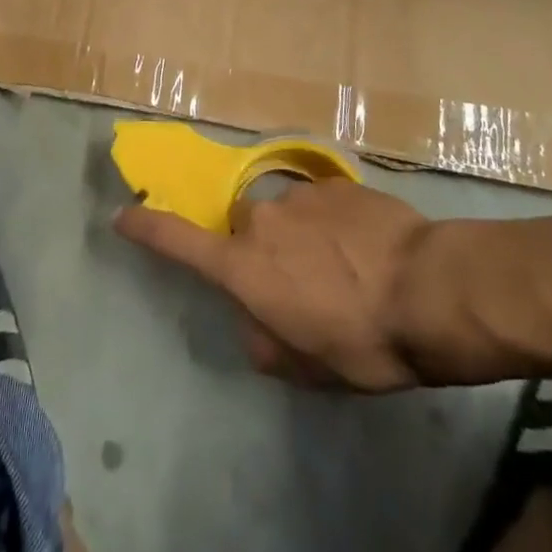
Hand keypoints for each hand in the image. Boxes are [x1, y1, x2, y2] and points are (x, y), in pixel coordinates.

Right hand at [115, 179, 432, 391]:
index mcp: (244, 266)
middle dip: (263, 256)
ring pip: (285, 218)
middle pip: (245, 233)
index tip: (122, 215)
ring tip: (346, 272)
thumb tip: (254, 321)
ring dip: (302, 240)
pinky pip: (320, 206)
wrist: (429, 288)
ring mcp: (299, 195)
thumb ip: (265, 342)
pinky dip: (333, 227)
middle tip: (304, 290)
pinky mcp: (335, 183)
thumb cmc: (362, 339)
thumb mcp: (308, 367)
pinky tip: (367, 250)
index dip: (147, 229)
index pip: (179, 242)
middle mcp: (261, 220)